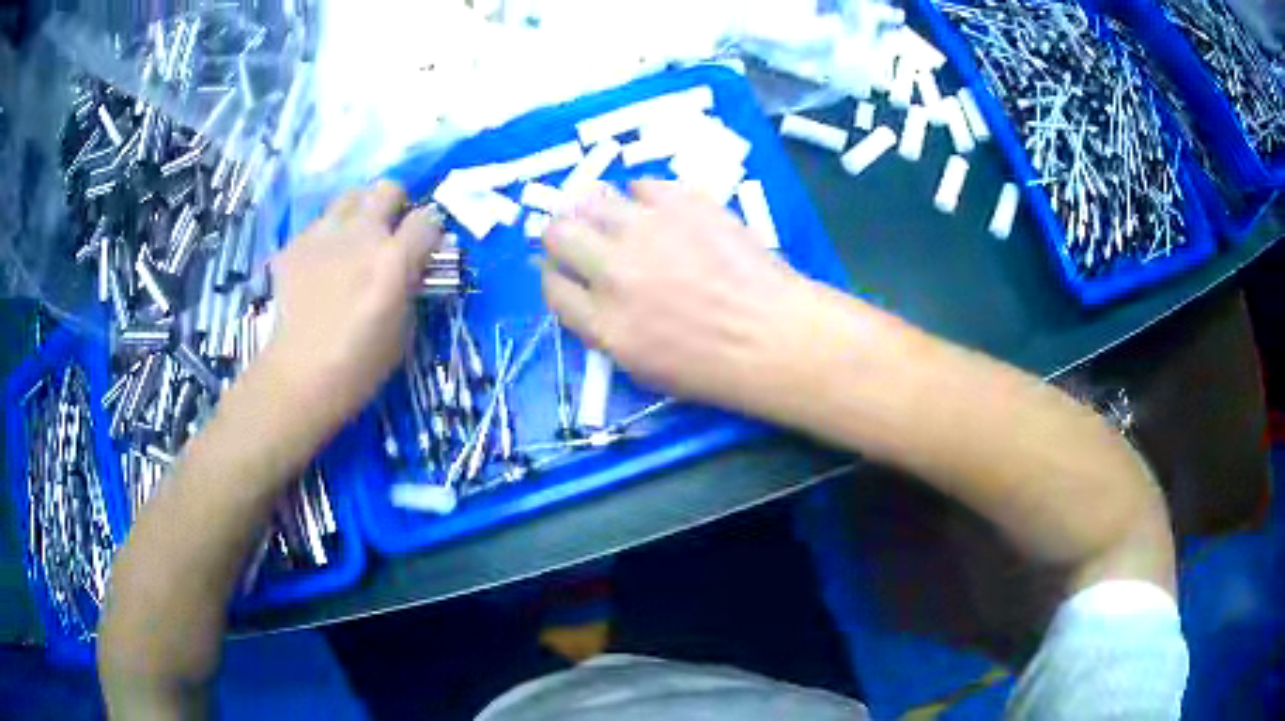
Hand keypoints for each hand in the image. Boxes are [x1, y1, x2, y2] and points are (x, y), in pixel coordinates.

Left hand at [264, 180, 441, 434]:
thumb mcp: (403, 331)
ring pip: (350, 196)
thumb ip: (411, 287)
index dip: (430, 233)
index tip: (425, 250)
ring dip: (359, 213)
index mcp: (394, 259)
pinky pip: (319, 224)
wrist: (298, 377)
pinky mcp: (295, 244)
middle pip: (388, 188)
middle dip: (395, 205)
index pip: (428, 218)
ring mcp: (323, 234)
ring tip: (353, 241)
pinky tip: (321, 265)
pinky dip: (327, 237)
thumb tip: (412, 268)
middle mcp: (361, 234)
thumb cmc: (359, 366)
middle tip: (389, 233)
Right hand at [540, 180, 823, 417]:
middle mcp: (615, 271)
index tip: (566, 272)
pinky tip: (658, 211)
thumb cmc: (714, 367)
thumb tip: (582, 293)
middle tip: (581, 239)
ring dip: (595, 209)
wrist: (774, 337)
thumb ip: (603, 330)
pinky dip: (643, 197)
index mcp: (604, 323)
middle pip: (558, 234)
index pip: (552, 287)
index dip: (553, 276)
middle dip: (562, 236)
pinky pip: (642, 185)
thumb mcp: (643, 368)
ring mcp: (649, 231)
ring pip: (592, 200)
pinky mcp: (683, 203)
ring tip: (615, 219)